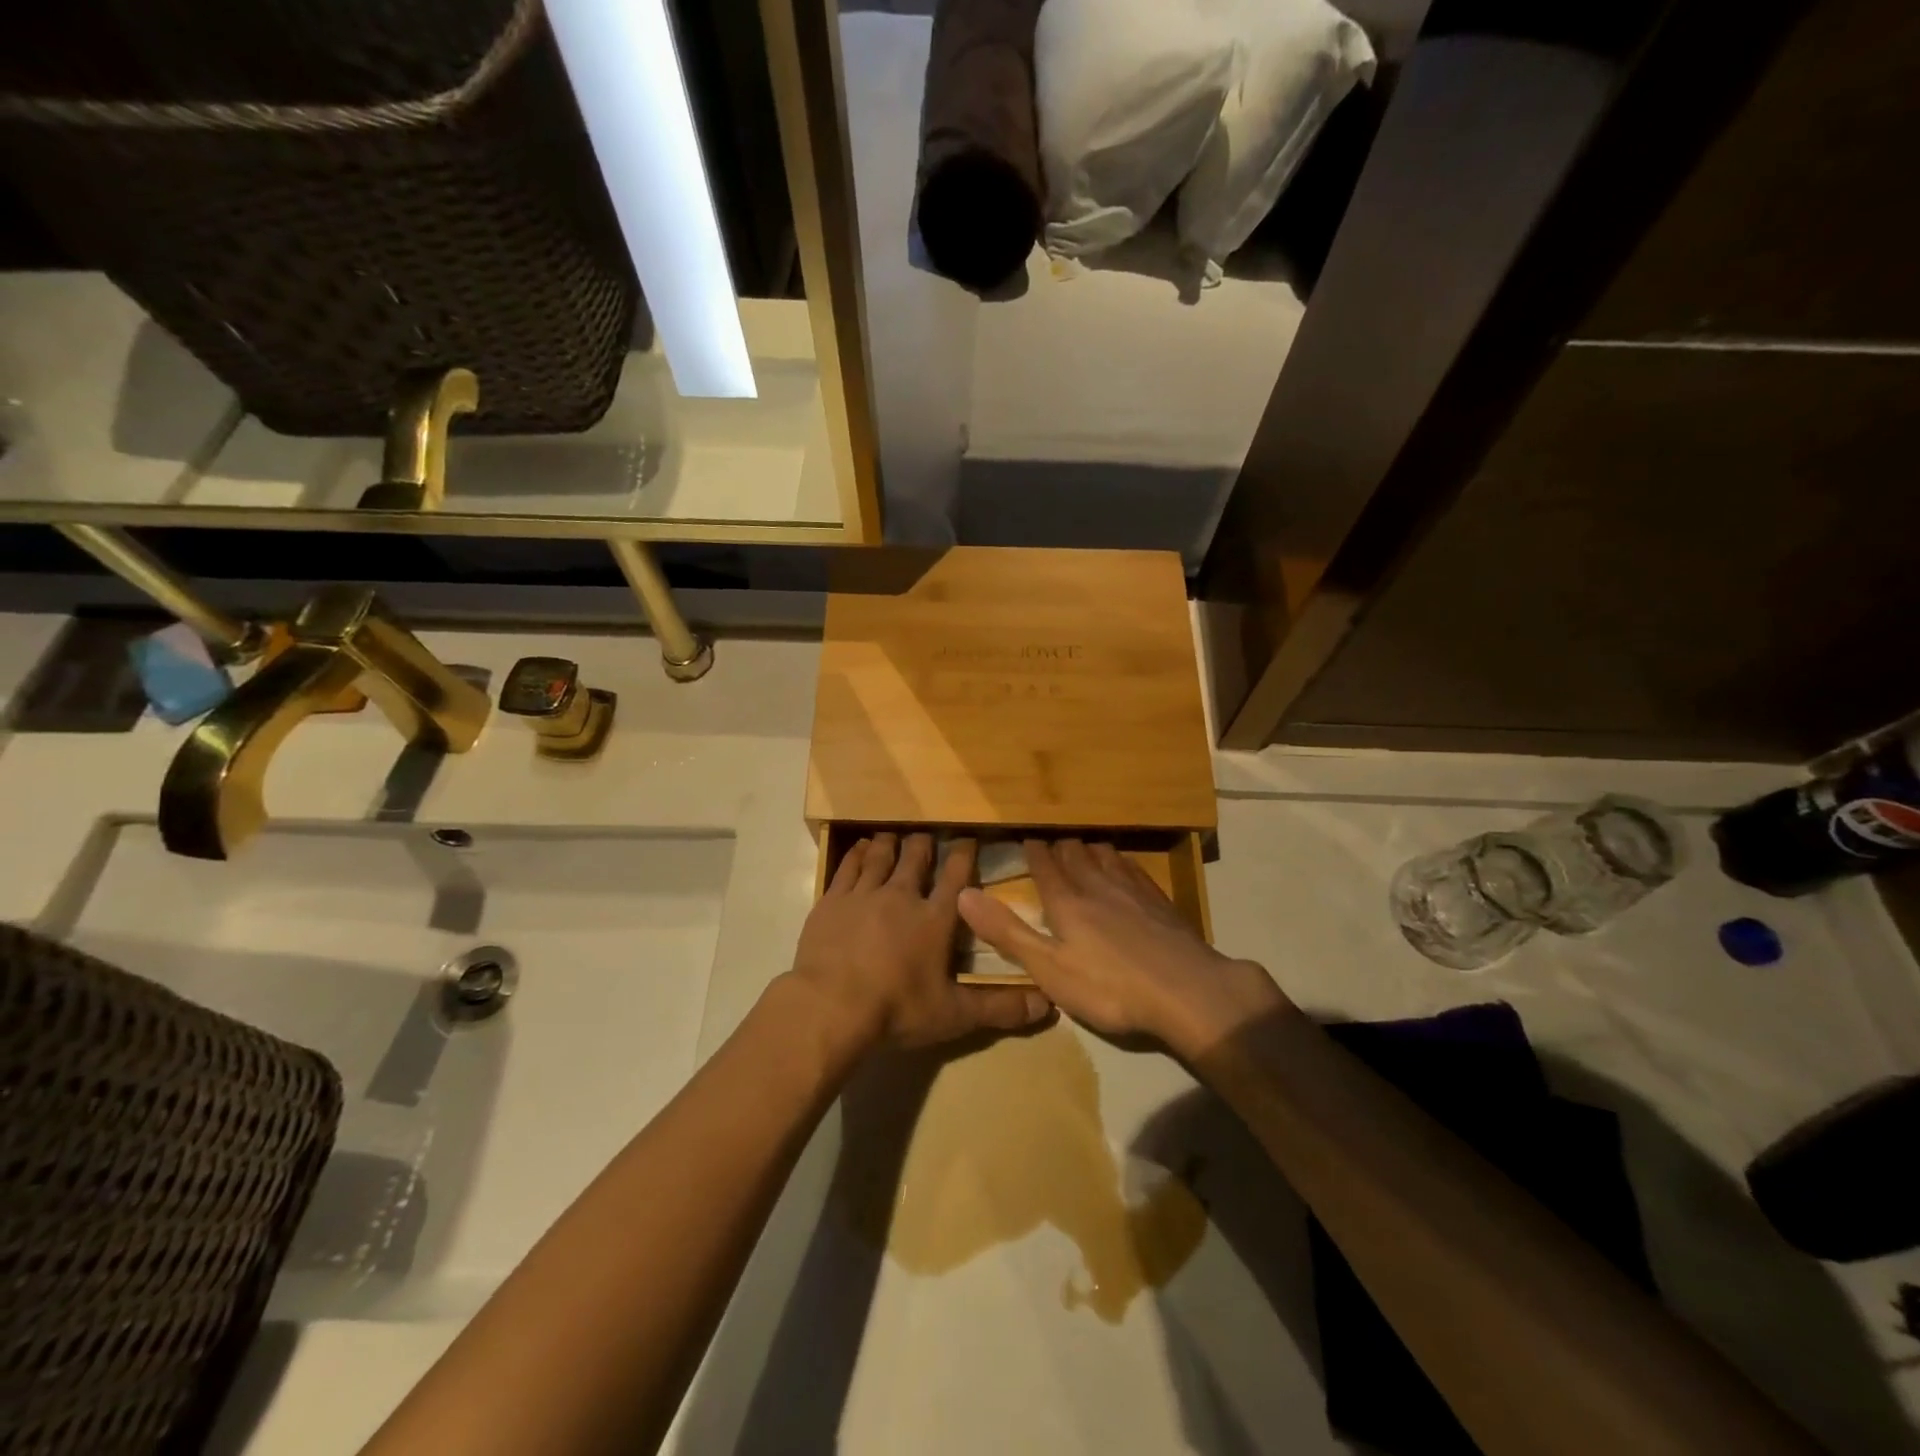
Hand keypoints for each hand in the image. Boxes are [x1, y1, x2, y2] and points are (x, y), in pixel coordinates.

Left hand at [787, 832, 1052, 1052]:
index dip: (964, 854)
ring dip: (891, 843)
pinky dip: (858, 854)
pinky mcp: (832, 901)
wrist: (831, 1006)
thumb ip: (1000, 1008)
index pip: (956, 877)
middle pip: (916, 858)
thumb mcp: (954, 1015)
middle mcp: (902, 896)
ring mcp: (864, 894)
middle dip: (924, 843)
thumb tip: (1048, 1006)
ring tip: (894, 833)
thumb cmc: (898, 1009)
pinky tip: (862, 847)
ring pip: (882, 857)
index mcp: (935, 919)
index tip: (969, 837)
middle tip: (927, 834)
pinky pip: (849, 867)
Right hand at [957, 839, 1286, 1057]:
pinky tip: (1124, 865)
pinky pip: (1134, 869)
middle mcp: (1097, 886)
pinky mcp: (1160, 903)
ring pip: (1105, 857)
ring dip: (1090, 848)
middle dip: (1060, 845)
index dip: (1033, 852)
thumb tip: (962, 894)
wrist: (1187, 991)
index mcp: (1066, 902)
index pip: (1045, 866)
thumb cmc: (1109, 986)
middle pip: (1075, 855)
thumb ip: (1007, 932)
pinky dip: (1121, 861)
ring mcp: (1133, 891)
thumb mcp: (1048, 968)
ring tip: (1083, 844)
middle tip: (1051, 839)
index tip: (1025, 837)